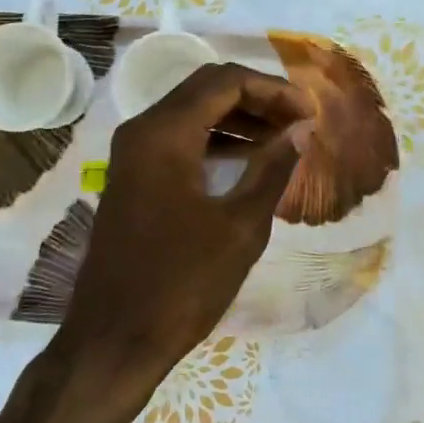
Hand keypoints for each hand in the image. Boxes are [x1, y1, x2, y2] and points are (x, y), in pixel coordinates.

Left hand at [0, 63, 313, 422]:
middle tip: (299, 121)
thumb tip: (302, 130)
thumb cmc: (181, 284)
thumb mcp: (239, 227)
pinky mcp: (133, 179)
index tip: (310, 112)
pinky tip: (247, 161)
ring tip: (282, 139)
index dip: (274, 89)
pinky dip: (215, 141)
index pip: (225, 81)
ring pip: (191, 113)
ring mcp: (132, 155)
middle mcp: (142, 131)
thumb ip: (272, 169)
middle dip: (257, 98)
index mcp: (164, 133)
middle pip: (206, 89)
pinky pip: (178, 141)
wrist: (113, 340)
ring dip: (238, 118)